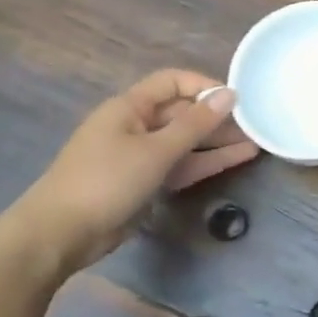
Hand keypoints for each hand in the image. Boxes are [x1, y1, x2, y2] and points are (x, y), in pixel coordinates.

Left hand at [6, 70, 258, 271]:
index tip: (236, 99)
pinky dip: (206, 161)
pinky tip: (237, 158)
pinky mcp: (146, 182)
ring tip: (257, 141)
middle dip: (217, 116)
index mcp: (130, 107)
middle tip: (256, 123)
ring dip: (218, 140)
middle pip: (182, 112)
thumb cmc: (105, 182)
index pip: (173, 82)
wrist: (60, 234)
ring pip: (186, 141)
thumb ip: (195, 124)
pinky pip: (182, 165)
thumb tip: (229, 94)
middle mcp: (136, 126)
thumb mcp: (156, 151)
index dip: (204, 85)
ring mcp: (141, 155)